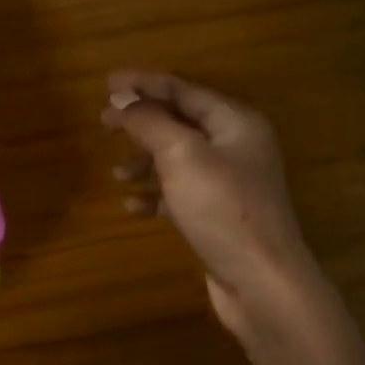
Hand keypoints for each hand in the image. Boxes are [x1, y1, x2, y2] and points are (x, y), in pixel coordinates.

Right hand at [102, 71, 310, 338]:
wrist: (261, 281)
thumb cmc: (221, 209)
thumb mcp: (180, 155)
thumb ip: (149, 122)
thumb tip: (121, 98)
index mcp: (234, 122)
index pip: (183, 90)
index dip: (143, 84)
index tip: (105, 84)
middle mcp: (236, 146)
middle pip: (180, 122)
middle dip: (141, 121)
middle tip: (103, 121)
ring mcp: (229, 182)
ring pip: (177, 158)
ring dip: (144, 161)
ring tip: (115, 172)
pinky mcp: (219, 214)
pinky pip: (180, 192)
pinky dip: (154, 194)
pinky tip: (131, 206)